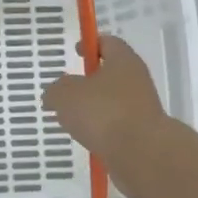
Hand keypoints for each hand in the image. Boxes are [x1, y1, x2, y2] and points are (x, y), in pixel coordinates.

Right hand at [42, 34, 171, 197]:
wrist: (142, 154)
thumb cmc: (103, 112)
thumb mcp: (65, 95)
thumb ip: (56, 90)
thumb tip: (55, 94)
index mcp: (123, 62)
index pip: (109, 43)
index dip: (91, 44)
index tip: (76, 52)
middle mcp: (137, 81)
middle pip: (111, 74)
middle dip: (89, 81)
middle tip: (67, 91)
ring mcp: (142, 109)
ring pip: (113, 103)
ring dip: (94, 109)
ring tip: (72, 120)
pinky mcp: (142, 135)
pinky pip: (116, 127)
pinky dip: (102, 131)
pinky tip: (86, 140)